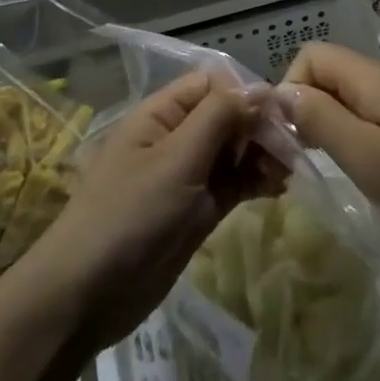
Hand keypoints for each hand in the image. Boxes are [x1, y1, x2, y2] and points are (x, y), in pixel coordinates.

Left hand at [28, 70, 265, 349]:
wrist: (87, 296)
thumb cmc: (129, 216)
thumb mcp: (176, 160)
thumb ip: (219, 118)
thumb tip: (261, 87)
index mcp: (161, 114)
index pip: (213, 84)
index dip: (247, 92)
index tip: (281, 115)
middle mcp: (176, 138)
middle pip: (228, 116)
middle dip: (260, 126)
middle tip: (293, 149)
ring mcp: (187, 175)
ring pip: (234, 151)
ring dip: (262, 155)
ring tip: (289, 171)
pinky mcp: (197, 210)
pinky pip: (233, 183)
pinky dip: (255, 181)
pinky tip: (278, 188)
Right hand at [277, 43, 379, 259]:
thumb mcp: (369, 157)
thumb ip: (322, 121)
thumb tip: (280, 94)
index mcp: (371, 79)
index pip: (310, 56)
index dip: (290, 88)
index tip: (291, 136)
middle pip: (326, 77)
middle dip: (304, 111)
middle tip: (302, 160)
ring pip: (345, 101)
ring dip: (326, 130)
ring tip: (326, 170)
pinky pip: (366, 123)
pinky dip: (351, 143)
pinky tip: (360, 176)